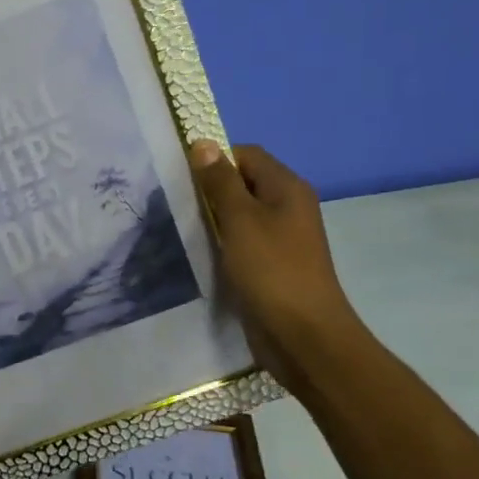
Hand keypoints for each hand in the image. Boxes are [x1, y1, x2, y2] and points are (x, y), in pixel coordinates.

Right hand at [189, 141, 361, 394]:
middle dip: (209, 189)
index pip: (245, 154)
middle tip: (175, 202)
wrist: (303, 336)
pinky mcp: (271, 264)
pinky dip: (221, 242)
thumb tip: (203, 143)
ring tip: (182, 226)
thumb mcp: (240, 219)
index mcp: (287, 188)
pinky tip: (199, 252)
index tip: (182, 177)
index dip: (214, 159)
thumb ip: (220, 181)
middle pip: (242, 182)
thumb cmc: (272, 270)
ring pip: (239, 214)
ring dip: (212, 218)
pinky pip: (241, 241)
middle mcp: (287, 207)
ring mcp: (281, 238)